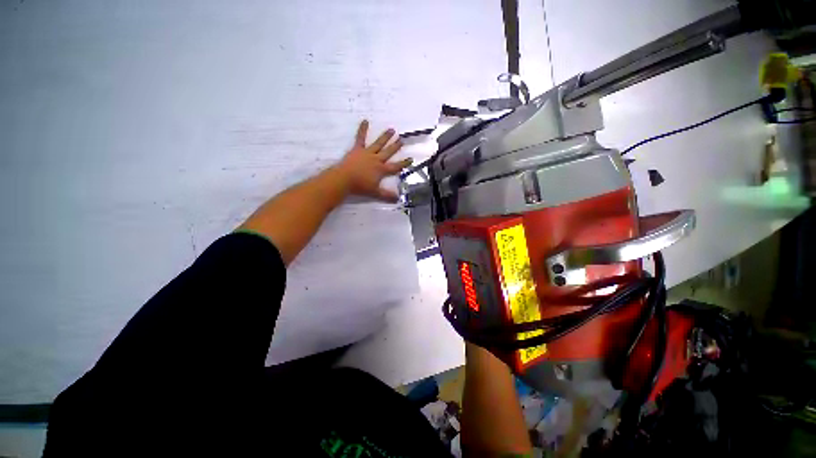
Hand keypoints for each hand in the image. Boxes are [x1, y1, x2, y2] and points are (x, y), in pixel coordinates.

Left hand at [334, 120, 411, 202]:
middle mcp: (376, 159)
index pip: (395, 166)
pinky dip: (362, 129)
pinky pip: (360, 138)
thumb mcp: (375, 192)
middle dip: (395, 146)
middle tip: (401, 140)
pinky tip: (365, 120)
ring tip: (392, 130)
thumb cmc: (360, 186)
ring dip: (385, 137)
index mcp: (381, 170)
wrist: (345, 179)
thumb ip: (387, 195)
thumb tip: (398, 199)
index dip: (403, 163)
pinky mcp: (357, 149)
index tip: (410, 159)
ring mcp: (367, 153)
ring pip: (378, 144)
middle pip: (388, 152)